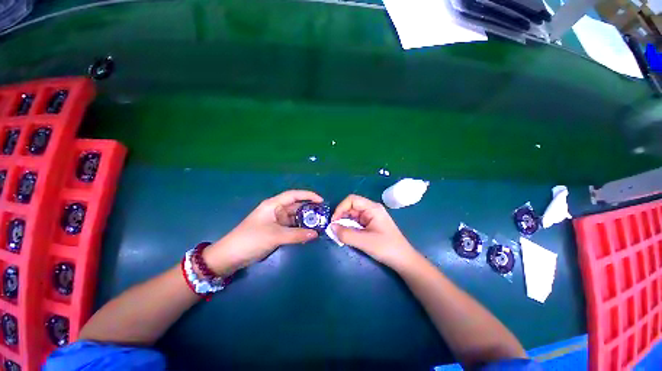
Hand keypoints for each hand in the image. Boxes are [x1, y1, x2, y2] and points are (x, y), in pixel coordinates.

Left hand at [203, 190, 322, 274]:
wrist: (231, 256)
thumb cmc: (251, 239)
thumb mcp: (275, 236)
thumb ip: (297, 234)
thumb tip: (316, 234)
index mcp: (274, 205)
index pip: (294, 195)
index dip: (308, 195)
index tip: (321, 200)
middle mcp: (276, 210)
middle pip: (296, 206)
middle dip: (309, 210)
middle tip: (324, 215)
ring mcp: (276, 221)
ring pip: (295, 218)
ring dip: (305, 221)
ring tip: (319, 224)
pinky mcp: (276, 231)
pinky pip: (291, 227)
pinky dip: (300, 229)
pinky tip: (308, 233)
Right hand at [331, 194, 418, 269]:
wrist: (403, 260)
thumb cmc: (386, 248)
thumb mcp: (364, 242)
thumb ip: (346, 234)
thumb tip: (331, 227)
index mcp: (372, 208)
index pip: (352, 200)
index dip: (340, 208)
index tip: (334, 221)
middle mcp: (371, 209)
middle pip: (351, 206)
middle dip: (341, 216)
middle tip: (334, 228)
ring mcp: (371, 217)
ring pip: (353, 215)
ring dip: (344, 222)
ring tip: (339, 232)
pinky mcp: (370, 224)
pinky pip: (356, 222)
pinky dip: (349, 227)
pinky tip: (347, 234)